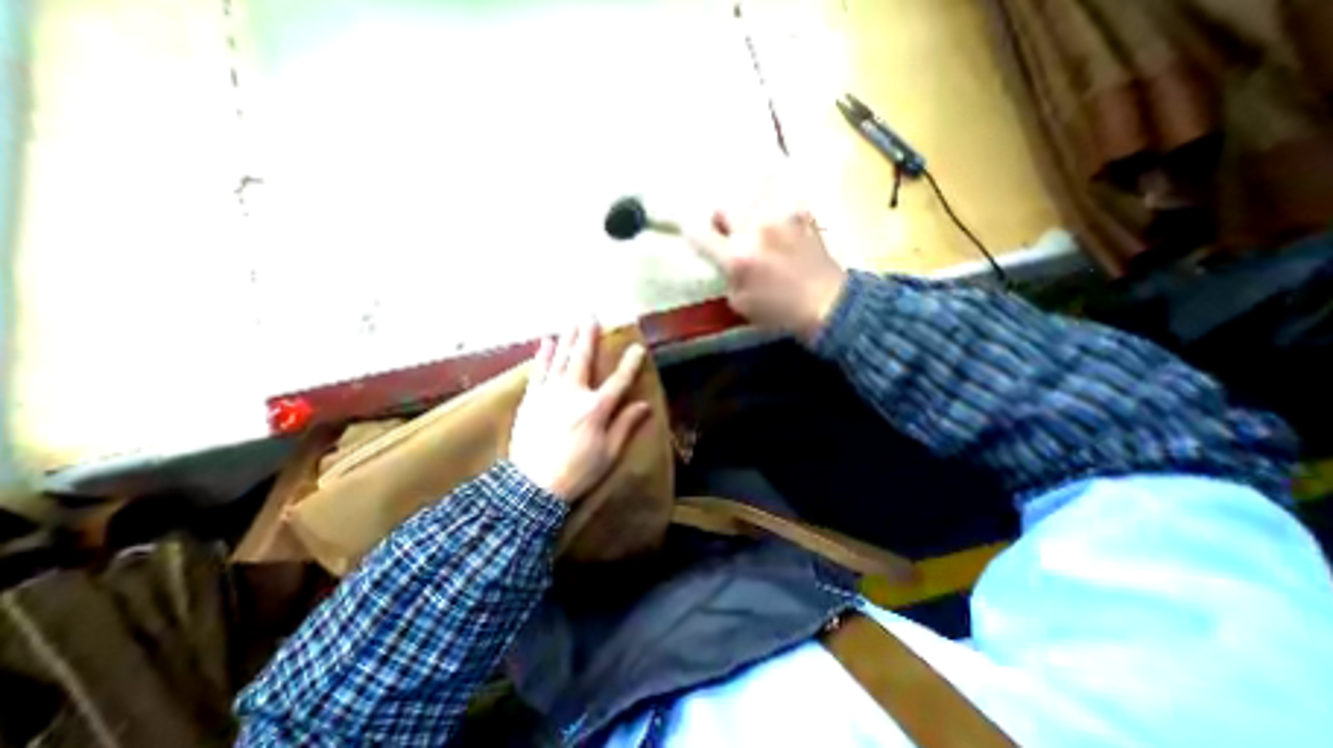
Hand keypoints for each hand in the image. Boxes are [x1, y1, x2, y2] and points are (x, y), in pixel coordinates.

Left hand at [509, 319, 654, 503]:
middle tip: (592, 315)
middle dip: (589, 335)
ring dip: (567, 338)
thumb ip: (625, 425)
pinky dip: (542, 355)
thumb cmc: (577, 471)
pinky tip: (545, 342)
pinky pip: (538, 371)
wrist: (532, 487)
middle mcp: (573, 394)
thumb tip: (644, 406)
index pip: (619, 381)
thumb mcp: (608, 453)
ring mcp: (549, 394)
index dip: (631, 363)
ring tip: (572, 321)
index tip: (638, 348)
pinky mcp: (532, 399)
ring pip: (560, 359)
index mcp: (596, 408)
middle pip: (583, 358)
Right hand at [686, 207, 841, 340]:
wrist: (829, 304)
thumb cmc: (781, 312)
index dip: (689, 233)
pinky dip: (770, 204)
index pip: (700, 235)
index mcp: (737, 256)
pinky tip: (773, 217)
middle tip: (724, 232)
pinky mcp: (802, 215)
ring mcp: (781, 218)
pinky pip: (780, 197)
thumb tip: (727, 263)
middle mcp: (756, 229)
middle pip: (723, 206)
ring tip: (750, 222)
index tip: (689, 234)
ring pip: (751, 195)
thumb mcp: (741, 304)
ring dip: (744, 209)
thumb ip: (728, 278)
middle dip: (718, 219)